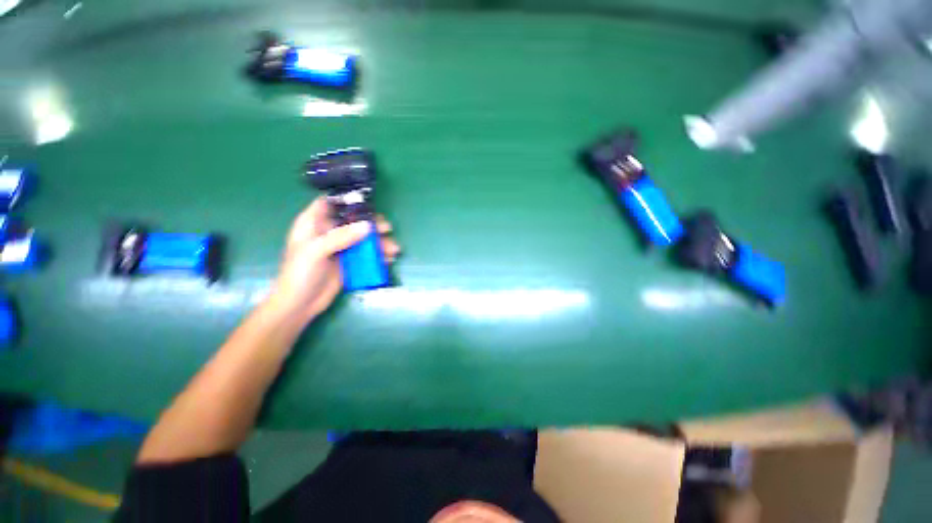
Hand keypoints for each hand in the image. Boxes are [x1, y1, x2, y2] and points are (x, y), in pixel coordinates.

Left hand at [268, 198, 399, 322]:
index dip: (348, 199)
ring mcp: (342, 247)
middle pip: (354, 220)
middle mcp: (330, 232)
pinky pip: (367, 253)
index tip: (368, 203)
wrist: (301, 305)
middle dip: (372, 223)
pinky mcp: (351, 261)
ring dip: (380, 241)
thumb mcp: (315, 251)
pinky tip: (389, 259)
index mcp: (314, 223)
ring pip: (364, 237)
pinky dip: (379, 255)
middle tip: (387, 229)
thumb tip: (367, 226)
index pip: (331, 203)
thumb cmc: (299, 274)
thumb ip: (340, 237)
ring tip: (393, 249)